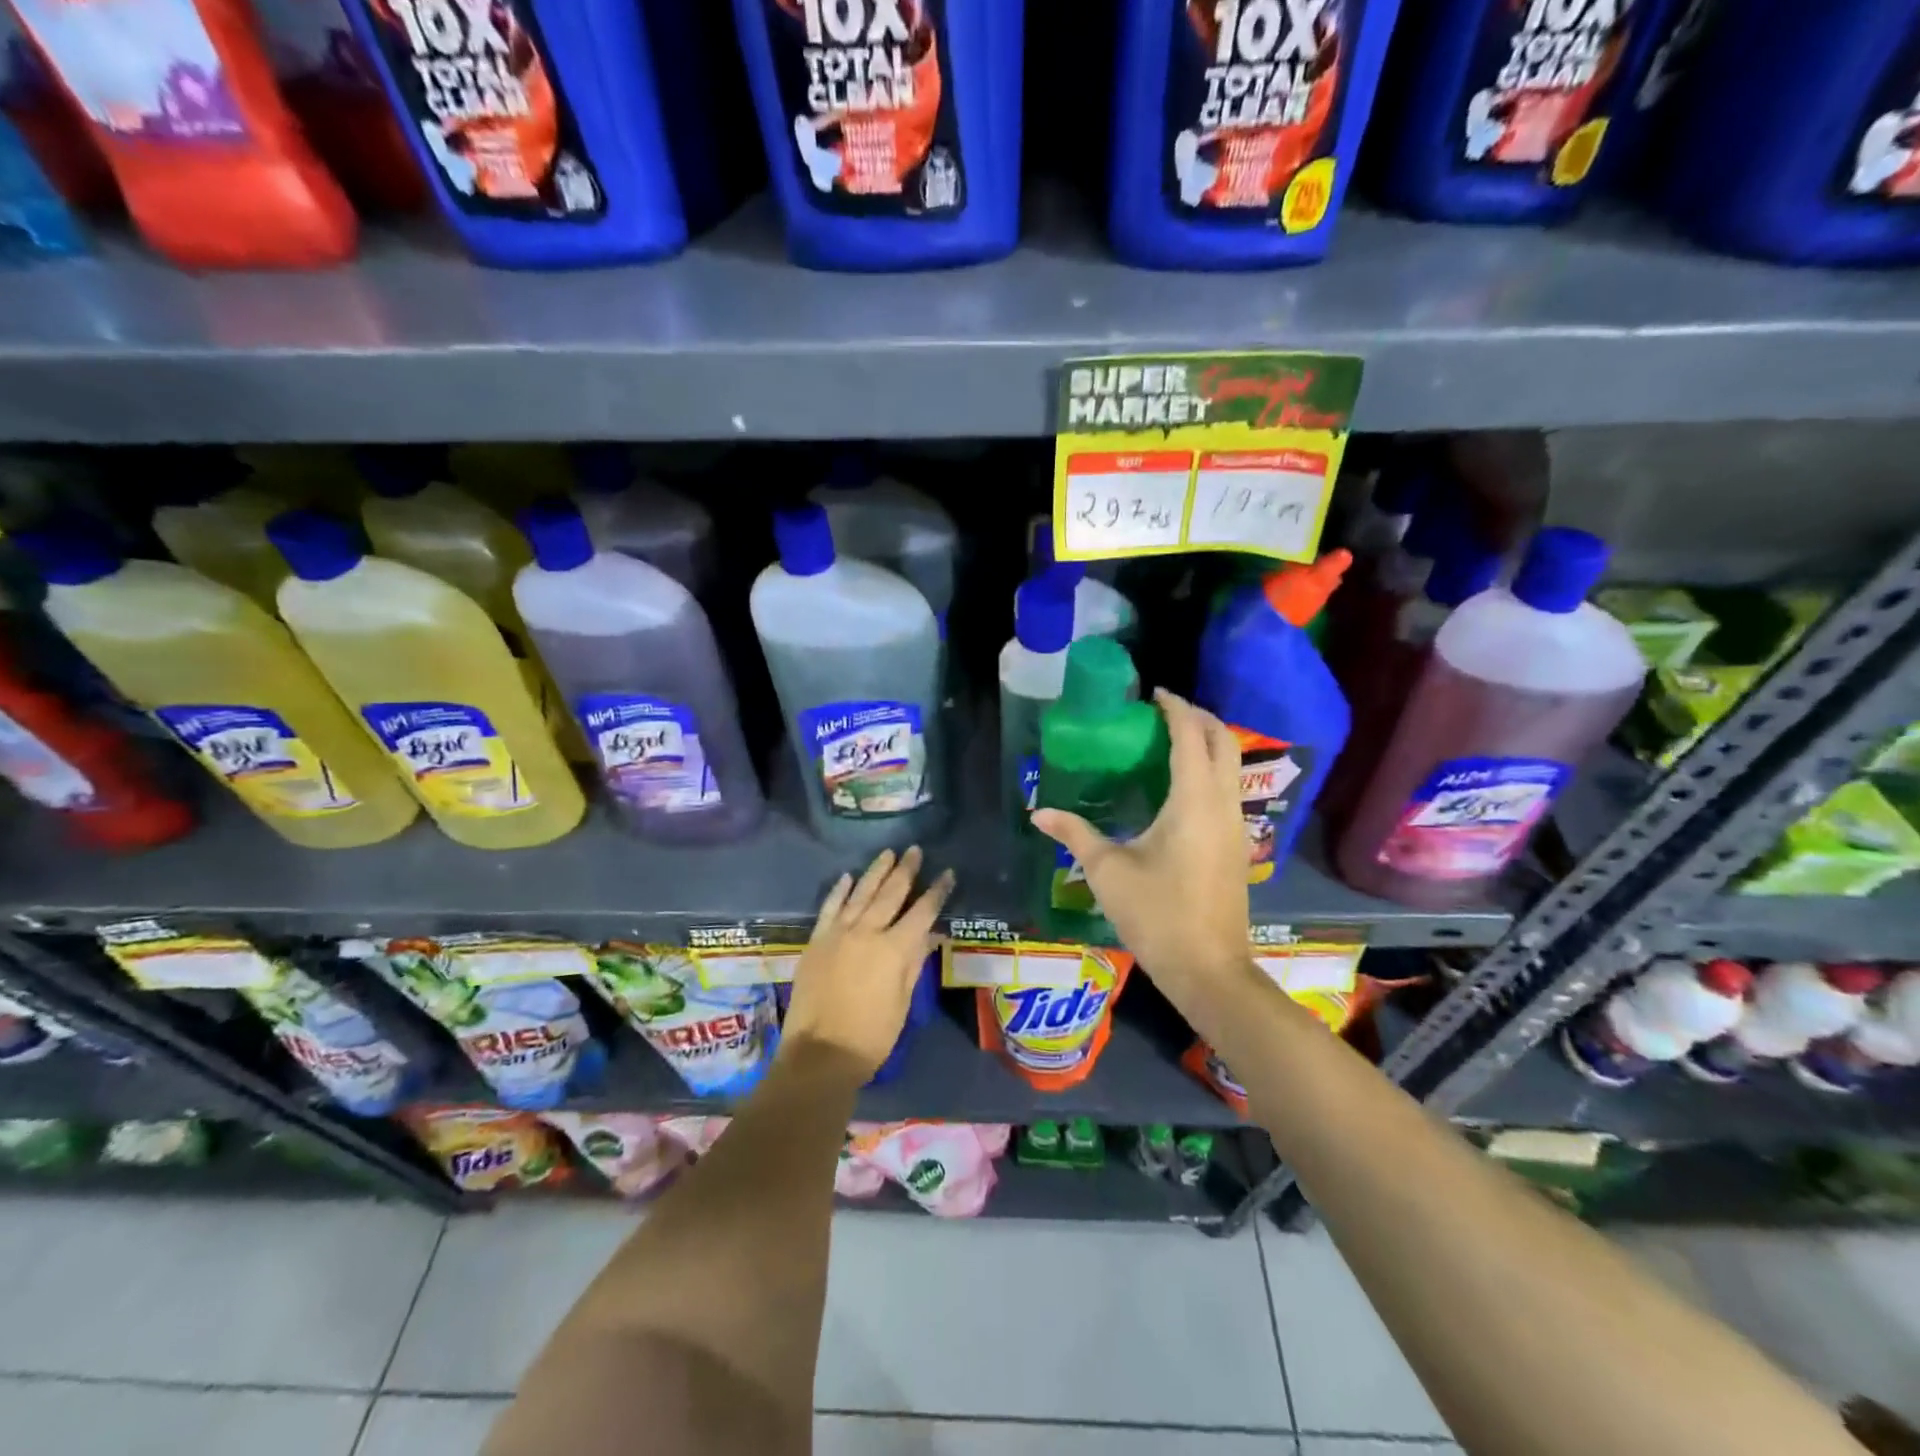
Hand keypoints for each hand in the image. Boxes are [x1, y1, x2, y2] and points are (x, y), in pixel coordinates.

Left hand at [781, 846, 953, 1082]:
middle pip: (890, 893)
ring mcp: (838, 933)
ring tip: (888, 853)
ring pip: (860, 893)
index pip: (922, 912)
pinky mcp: (817, 940)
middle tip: (915, 850)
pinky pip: (830, 907)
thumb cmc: (871, 1036)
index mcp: (894, 949)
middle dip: (906, 870)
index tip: (947, 873)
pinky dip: (839, 890)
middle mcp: (867, 932)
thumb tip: (930, 934)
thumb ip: (914, 962)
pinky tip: (847, 877)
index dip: (937, 892)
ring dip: (875, 872)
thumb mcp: (902, 1001)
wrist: (819, 1054)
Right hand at [1031, 690, 1248, 1001]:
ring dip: (1208, 743)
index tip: (1153, 693)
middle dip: (1198, 717)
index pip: (1190, 736)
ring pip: (1232, 765)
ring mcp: (1236, 825)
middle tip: (1163, 711)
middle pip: (1223, 741)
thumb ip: (1074, 833)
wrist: (1209, 969)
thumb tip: (1038, 812)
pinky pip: (1229, 789)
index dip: (1174, 708)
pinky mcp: (1237, 844)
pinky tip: (1180, 785)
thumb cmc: (1157, 914)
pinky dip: (1210, 769)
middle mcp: (1223, 804)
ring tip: (1169, 740)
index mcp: (1193, 800)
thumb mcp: (1107, 871)